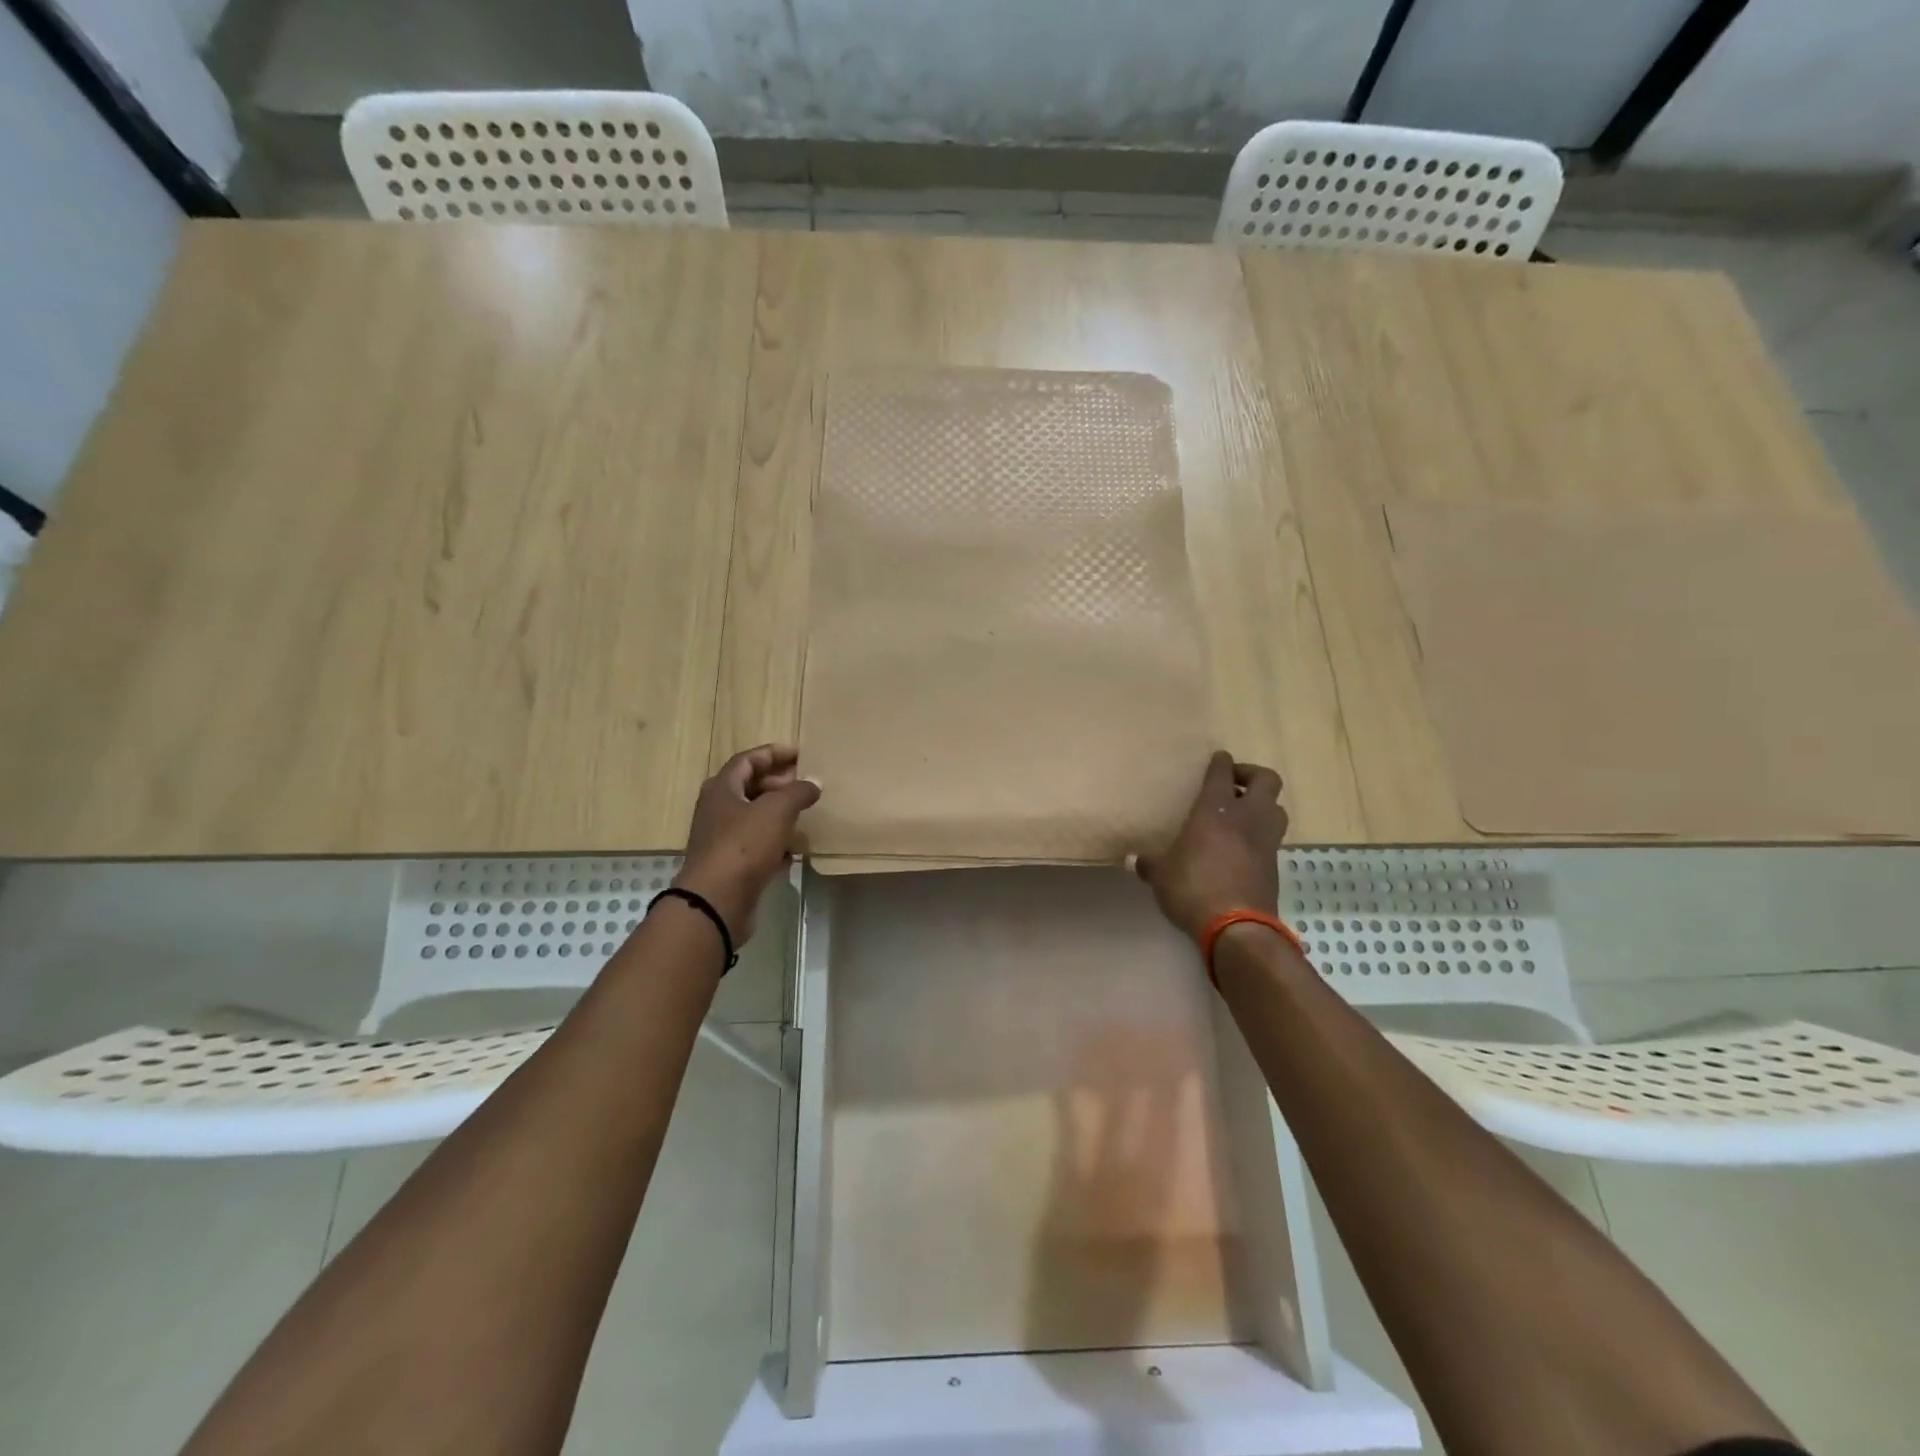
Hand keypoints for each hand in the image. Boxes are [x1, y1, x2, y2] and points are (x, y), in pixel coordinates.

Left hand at [674, 745, 820, 941]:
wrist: (716, 901)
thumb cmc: (743, 845)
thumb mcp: (776, 810)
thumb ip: (798, 791)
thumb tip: (814, 782)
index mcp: (722, 788)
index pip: (748, 760)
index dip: (774, 754)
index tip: (801, 755)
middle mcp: (718, 809)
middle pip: (750, 787)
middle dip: (780, 784)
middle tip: (807, 785)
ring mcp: (723, 839)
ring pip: (755, 818)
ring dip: (780, 814)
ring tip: (807, 815)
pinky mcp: (732, 865)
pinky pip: (757, 845)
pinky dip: (776, 843)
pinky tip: (796, 850)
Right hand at [1132, 750, 1286, 940]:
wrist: (1236, 927)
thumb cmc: (1193, 888)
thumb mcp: (1161, 875)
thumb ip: (1149, 863)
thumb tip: (1132, 860)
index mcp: (1215, 809)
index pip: (1223, 772)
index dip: (1221, 762)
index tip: (1217, 759)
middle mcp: (1247, 817)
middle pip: (1267, 780)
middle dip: (1252, 775)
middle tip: (1233, 784)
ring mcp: (1266, 840)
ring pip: (1276, 807)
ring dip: (1262, 805)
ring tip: (1242, 814)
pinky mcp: (1275, 864)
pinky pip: (1272, 837)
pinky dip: (1261, 833)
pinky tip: (1243, 845)